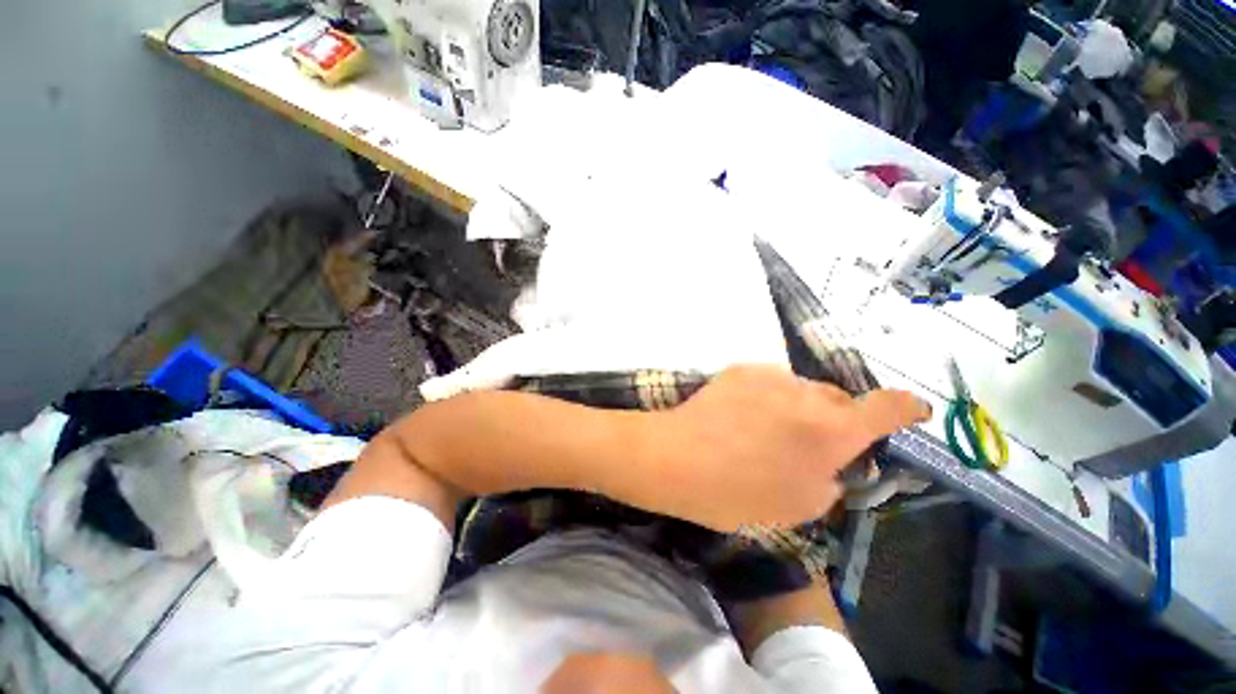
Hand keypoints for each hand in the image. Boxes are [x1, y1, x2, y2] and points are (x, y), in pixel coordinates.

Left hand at [629, 366, 929, 532]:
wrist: (678, 458)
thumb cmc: (738, 492)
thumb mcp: (800, 506)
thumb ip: (831, 480)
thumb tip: (834, 463)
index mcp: (833, 430)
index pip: (888, 407)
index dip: (906, 407)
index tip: (912, 410)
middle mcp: (808, 394)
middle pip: (840, 399)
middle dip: (837, 419)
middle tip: (812, 442)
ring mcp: (771, 375)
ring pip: (802, 389)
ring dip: (798, 408)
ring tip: (766, 431)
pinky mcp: (741, 368)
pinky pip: (769, 382)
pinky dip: (768, 397)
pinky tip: (742, 416)